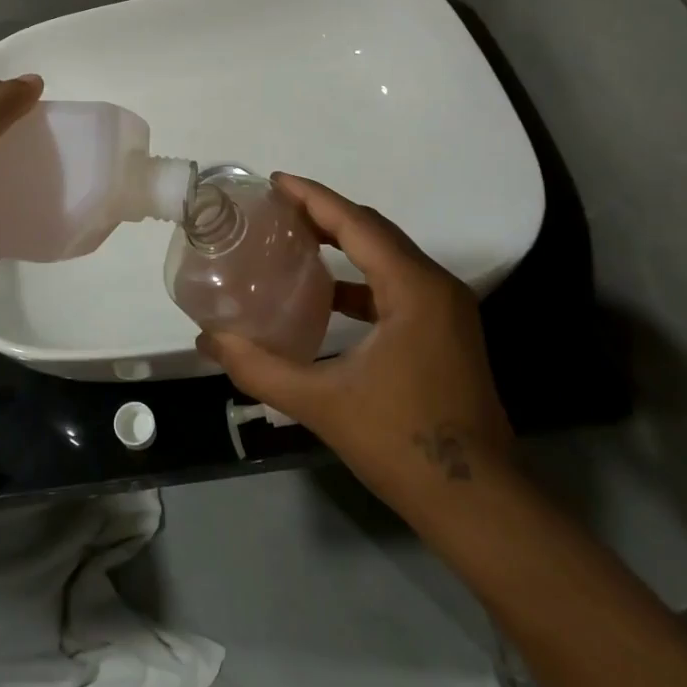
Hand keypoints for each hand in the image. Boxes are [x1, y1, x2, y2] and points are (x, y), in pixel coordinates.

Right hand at [196, 173, 513, 516]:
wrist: (479, 505)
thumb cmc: (402, 444)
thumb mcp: (322, 403)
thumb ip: (259, 368)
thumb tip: (208, 340)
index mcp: (413, 289)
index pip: (357, 223)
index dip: (314, 198)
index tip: (275, 181)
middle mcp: (436, 287)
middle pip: (375, 231)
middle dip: (326, 213)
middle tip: (277, 207)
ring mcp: (446, 311)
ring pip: (388, 257)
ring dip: (344, 243)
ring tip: (295, 239)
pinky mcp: (445, 333)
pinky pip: (396, 285)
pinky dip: (360, 278)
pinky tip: (326, 295)